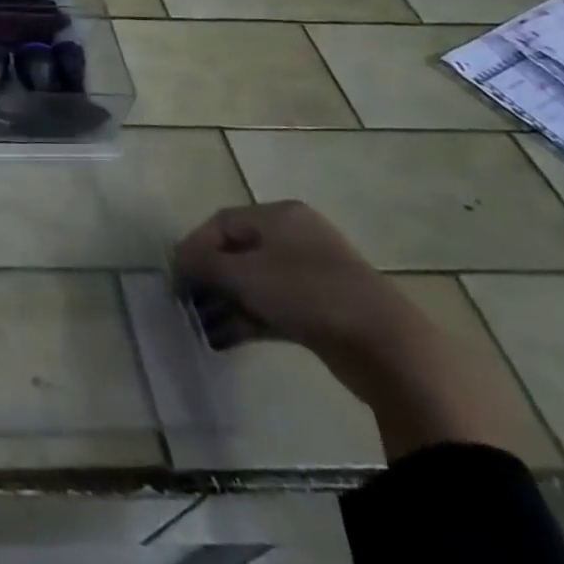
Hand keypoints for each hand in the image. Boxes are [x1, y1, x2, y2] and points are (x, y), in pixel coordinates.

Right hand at [173, 201, 424, 375]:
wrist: (388, 347)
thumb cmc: (307, 294)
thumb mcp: (244, 274)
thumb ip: (203, 264)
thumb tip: (178, 261)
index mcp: (278, 215)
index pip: (221, 223)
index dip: (193, 248)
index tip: (176, 279)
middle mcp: (295, 237)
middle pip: (237, 252)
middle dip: (209, 279)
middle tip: (187, 304)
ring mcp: (312, 273)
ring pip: (255, 282)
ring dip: (226, 303)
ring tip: (203, 327)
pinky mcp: (323, 308)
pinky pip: (274, 305)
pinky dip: (249, 318)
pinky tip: (226, 339)